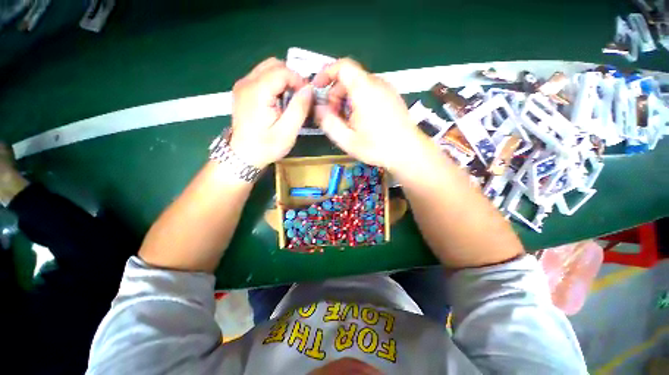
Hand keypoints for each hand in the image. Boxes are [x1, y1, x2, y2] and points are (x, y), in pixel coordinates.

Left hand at [230, 57, 312, 168]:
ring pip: (268, 68)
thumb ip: (299, 109)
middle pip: (274, 64)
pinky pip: (262, 77)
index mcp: (257, 92)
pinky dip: (275, 84)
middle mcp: (246, 82)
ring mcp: (243, 85)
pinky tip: (279, 101)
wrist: (244, 155)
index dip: (299, 80)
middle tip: (300, 97)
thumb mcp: (287, 132)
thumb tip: (309, 89)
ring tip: (290, 100)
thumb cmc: (266, 147)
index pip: (282, 71)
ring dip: (283, 80)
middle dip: (291, 78)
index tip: (307, 97)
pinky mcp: (243, 90)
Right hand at [312, 58, 429, 170]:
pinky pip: (370, 91)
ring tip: (347, 121)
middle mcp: (377, 84)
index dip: (326, 73)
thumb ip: (329, 123)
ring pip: (360, 85)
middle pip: (350, 78)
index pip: (342, 66)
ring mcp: (387, 90)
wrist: (409, 152)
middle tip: (333, 115)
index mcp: (365, 90)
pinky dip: (359, 100)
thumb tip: (318, 108)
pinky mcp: (392, 97)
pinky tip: (361, 120)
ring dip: (347, 99)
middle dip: (336, 93)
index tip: (318, 87)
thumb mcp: (347, 140)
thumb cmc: (378, 147)